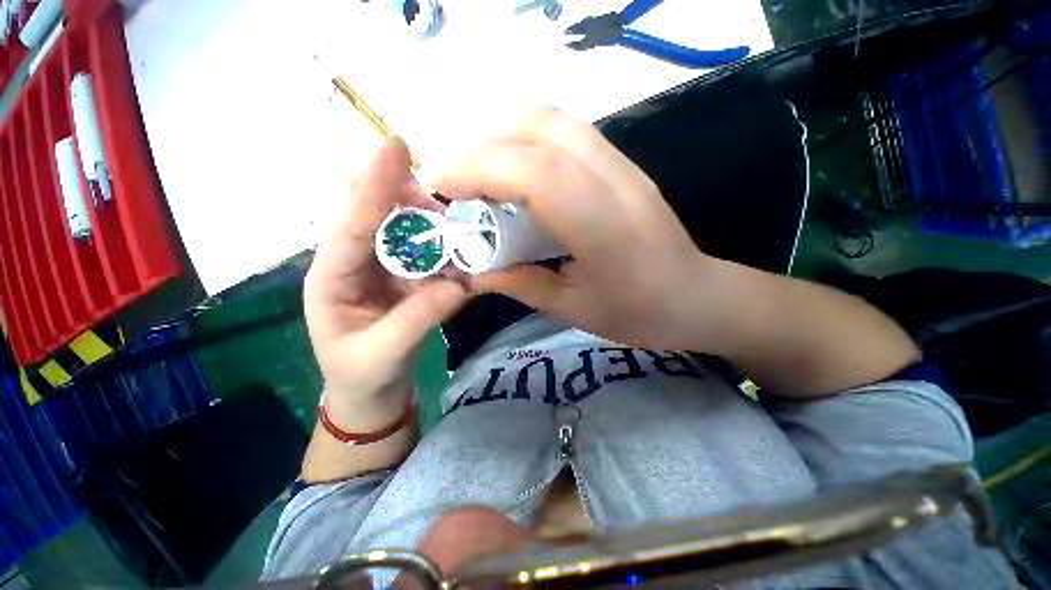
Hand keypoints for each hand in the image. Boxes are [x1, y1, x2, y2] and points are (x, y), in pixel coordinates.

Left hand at [304, 139, 468, 421]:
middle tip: (442, 203)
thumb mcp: (383, 353)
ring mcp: (381, 267)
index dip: (374, 185)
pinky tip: (459, 250)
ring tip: (456, 228)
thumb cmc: (362, 376)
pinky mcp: (404, 276)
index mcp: (331, 277)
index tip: (396, 147)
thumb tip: (460, 283)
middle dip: (405, 197)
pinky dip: (442, 247)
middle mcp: (353, 262)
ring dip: (430, 223)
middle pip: (374, 212)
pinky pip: (423, 251)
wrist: (370, 392)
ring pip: (402, 228)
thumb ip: (419, 318)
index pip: (351, 224)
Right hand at [435, 107, 722, 350]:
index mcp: (603, 227)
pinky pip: (564, 132)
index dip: (478, 169)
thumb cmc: (638, 313)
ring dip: (502, 137)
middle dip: (482, 147)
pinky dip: (525, 141)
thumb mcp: (572, 309)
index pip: (534, 173)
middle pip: (538, 127)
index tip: (441, 187)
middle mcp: (614, 180)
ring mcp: (621, 164)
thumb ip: (519, 285)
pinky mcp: (621, 163)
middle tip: (455, 182)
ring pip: (551, 120)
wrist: (697, 296)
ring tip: (479, 176)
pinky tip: (514, 174)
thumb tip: (471, 273)